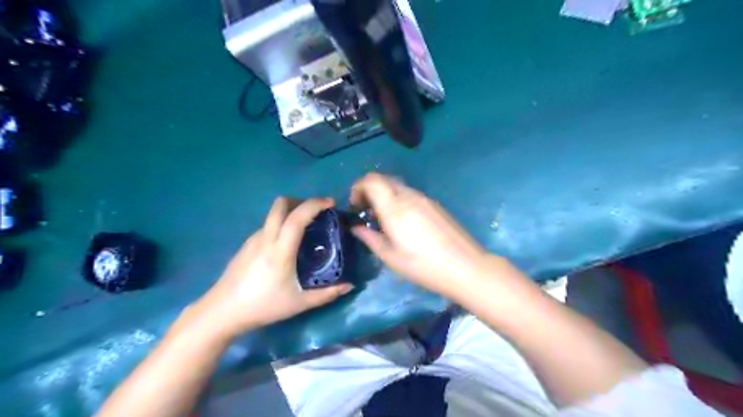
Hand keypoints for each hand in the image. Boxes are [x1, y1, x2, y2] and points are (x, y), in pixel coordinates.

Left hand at [190, 196, 353, 338]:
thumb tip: (349, 286)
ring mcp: (253, 239)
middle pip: (280, 204)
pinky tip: (287, 244)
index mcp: (280, 250)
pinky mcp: (246, 245)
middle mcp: (265, 238)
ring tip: (305, 229)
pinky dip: (281, 224)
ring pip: (273, 214)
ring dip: (291, 212)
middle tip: (317, 212)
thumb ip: (326, 294)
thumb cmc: (262, 307)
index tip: (330, 204)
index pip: (297, 217)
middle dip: (301, 201)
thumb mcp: (299, 303)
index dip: (315, 205)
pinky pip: (267, 225)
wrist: (221, 313)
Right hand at [351, 173, 495, 299]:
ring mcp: (425, 198)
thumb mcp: (391, 257)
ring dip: (384, 194)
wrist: (465, 267)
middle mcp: (409, 196)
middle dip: (369, 189)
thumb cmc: (423, 266)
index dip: (358, 187)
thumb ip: (370, 238)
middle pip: (383, 179)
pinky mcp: (435, 204)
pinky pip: (410, 193)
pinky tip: (402, 220)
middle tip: (365, 210)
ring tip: (382, 218)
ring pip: (397, 185)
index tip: (355, 205)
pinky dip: (398, 199)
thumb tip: (356, 227)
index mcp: (395, 208)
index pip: (371, 181)